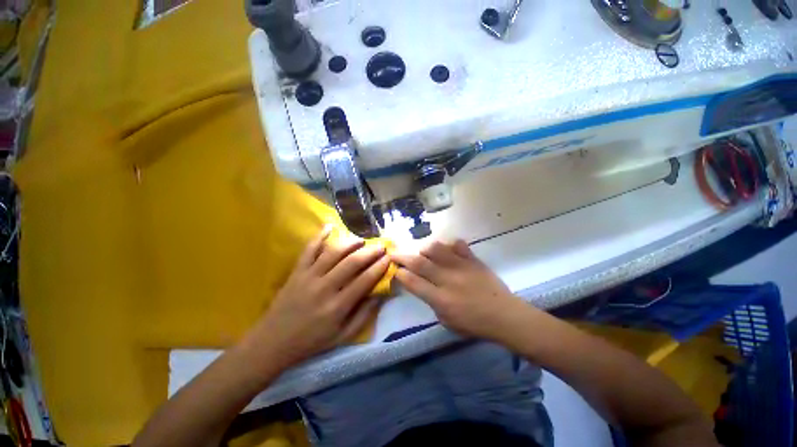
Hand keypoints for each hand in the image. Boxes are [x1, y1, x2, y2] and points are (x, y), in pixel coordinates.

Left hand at [244, 226, 390, 368]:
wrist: (273, 342)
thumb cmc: (311, 341)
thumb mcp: (342, 336)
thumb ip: (363, 316)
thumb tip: (380, 295)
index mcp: (337, 307)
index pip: (364, 281)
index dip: (379, 267)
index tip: (389, 258)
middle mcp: (324, 288)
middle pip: (351, 263)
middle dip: (370, 252)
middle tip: (381, 246)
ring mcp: (308, 277)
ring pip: (333, 253)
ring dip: (350, 243)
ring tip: (362, 239)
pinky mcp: (297, 272)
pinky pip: (308, 250)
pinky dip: (319, 236)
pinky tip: (329, 226)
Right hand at [392, 240, 526, 341]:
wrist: (505, 316)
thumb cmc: (474, 324)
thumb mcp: (447, 321)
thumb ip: (431, 302)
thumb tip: (422, 285)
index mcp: (440, 299)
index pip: (413, 282)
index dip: (400, 273)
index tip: (395, 269)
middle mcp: (447, 279)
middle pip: (419, 262)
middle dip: (402, 256)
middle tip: (394, 252)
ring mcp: (461, 266)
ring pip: (436, 248)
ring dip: (425, 248)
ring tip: (423, 252)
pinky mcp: (473, 260)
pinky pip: (458, 245)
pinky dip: (450, 245)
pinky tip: (448, 250)